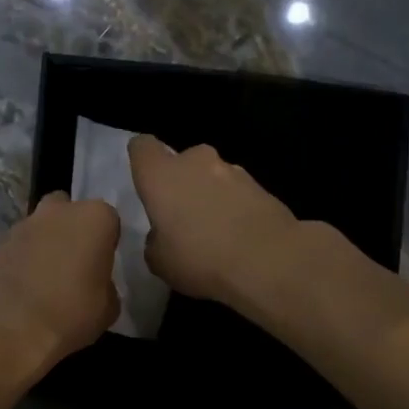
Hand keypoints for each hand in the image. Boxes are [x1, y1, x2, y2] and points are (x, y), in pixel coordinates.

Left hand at [0, 193, 120, 374]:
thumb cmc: (71, 312)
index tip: (103, 265)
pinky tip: (26, 286)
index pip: (109, 221)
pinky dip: (24, 259)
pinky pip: (20, 246)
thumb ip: (106, 286)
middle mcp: (59, 210)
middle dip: (72, 231)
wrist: (8, 327)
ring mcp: (24, 224)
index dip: (106, 243)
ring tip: (48, 279)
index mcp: (94, 217)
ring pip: (42, 227)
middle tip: (76, 264)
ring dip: (46, 243)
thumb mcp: (108, 308)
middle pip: (70, 212)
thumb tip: (98, 286)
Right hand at [128, 136, 299, 303]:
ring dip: (209, 194)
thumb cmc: (199, 257)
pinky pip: (237, 192)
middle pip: (181, 161)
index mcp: (161, 174)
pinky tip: (238, 236)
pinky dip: (234, 207)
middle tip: (181, 215)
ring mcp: (232, 170)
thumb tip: (163, 235)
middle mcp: (195, 162)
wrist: (267, 260)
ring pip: (212, 176)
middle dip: (181, 181)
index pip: (142, 147)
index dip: (142, 160)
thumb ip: (155, 240)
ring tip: (214, 230)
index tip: (144, 180)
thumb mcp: (159, 261)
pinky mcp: (261, 185)